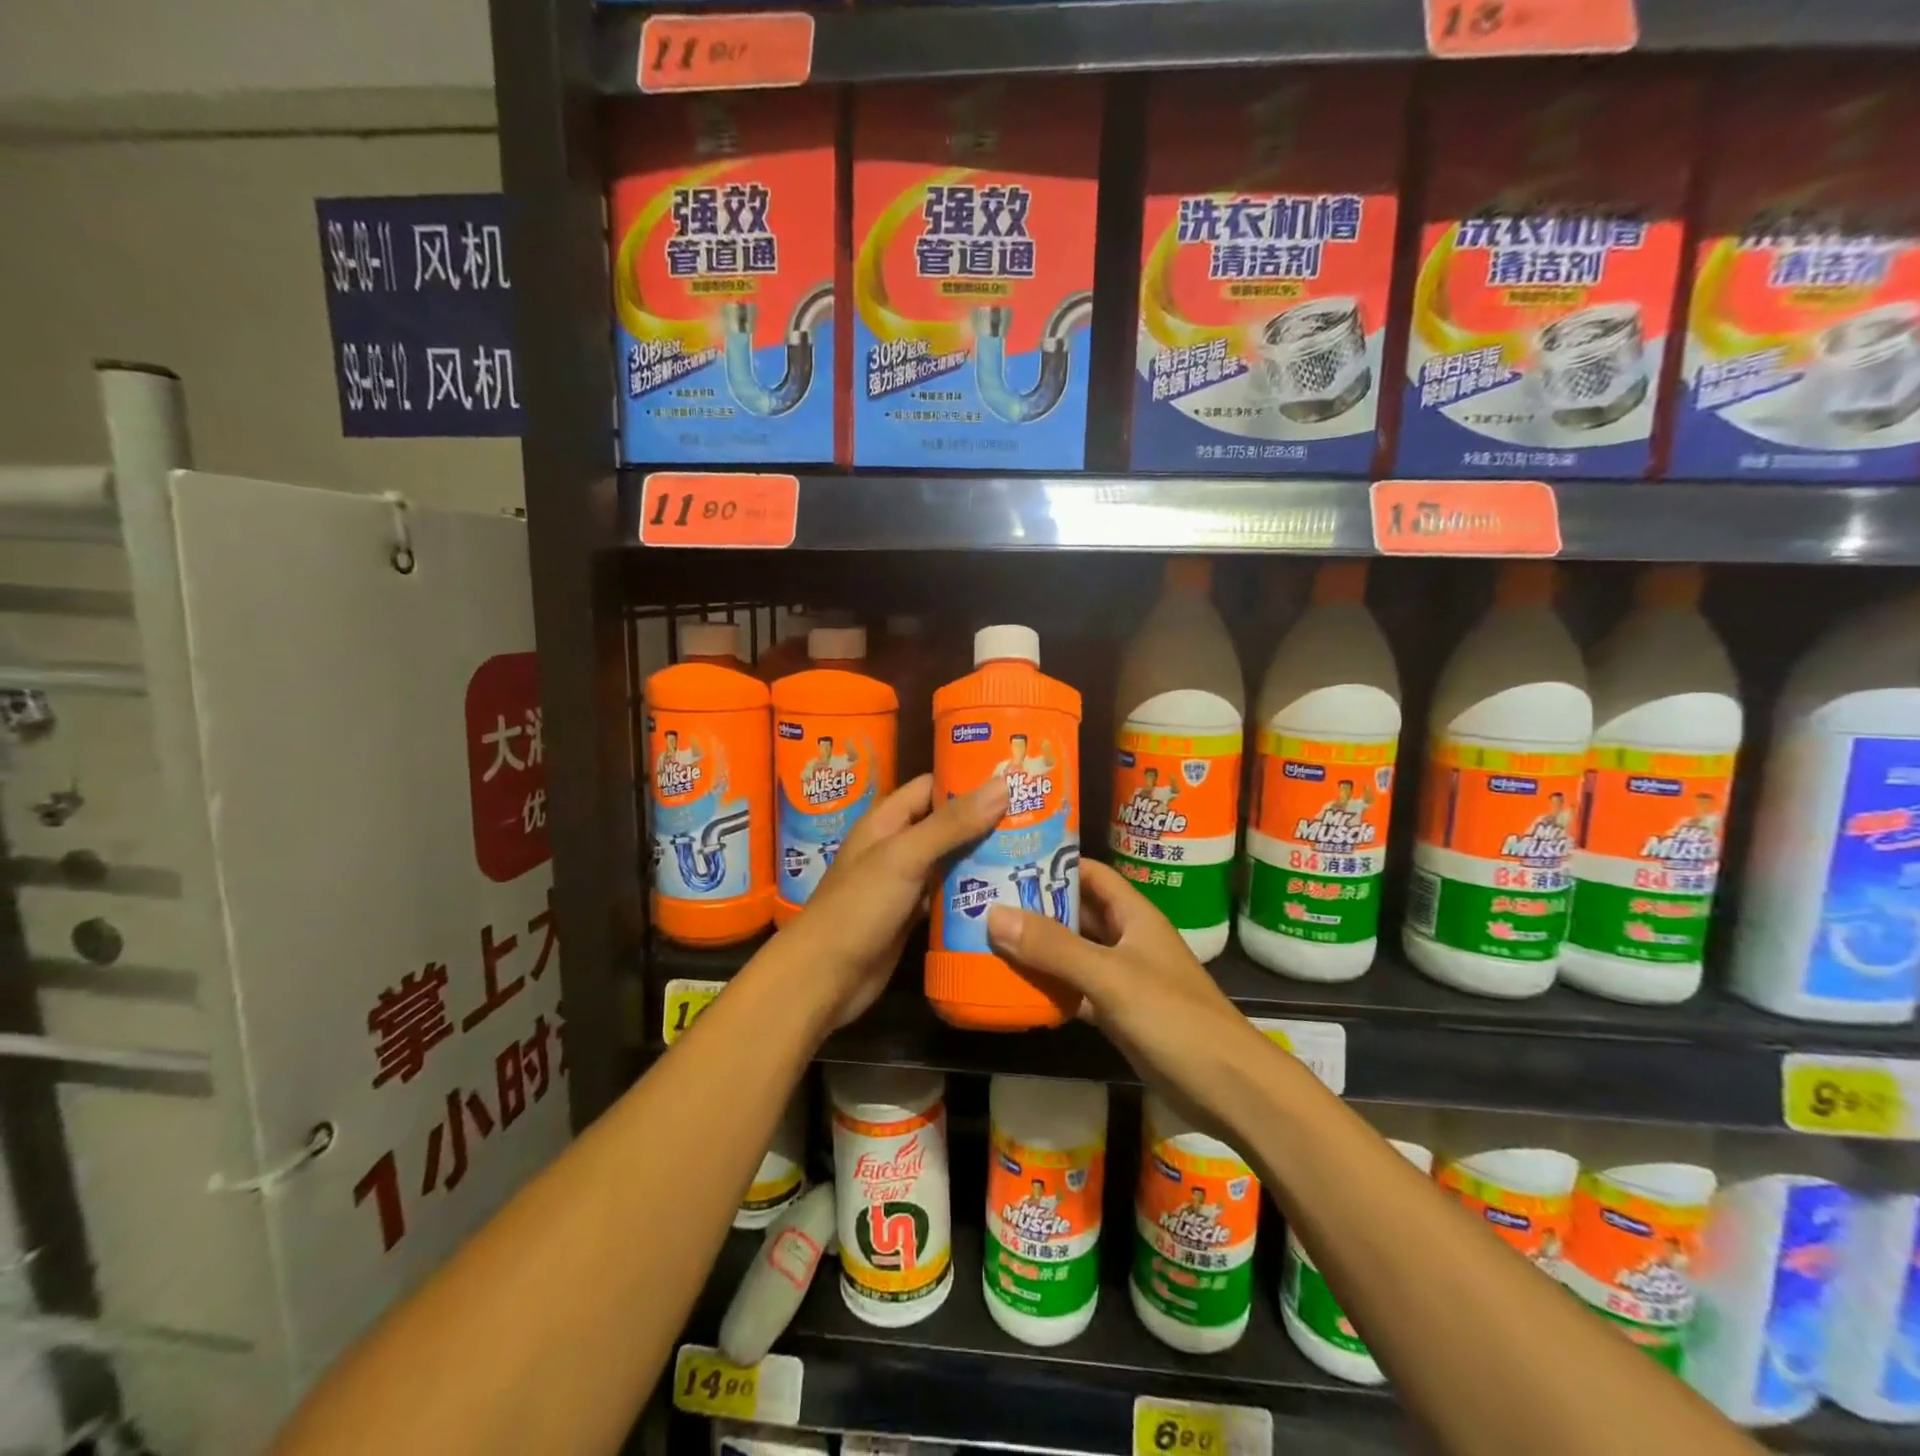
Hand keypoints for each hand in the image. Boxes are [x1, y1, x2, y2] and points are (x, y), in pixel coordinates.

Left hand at [781, 773, 1007, 1030]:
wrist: (824, 978)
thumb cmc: (859, 907)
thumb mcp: (905, 856)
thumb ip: (952, 823)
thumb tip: (1003, 784)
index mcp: (886, 820)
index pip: (932, 786)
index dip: (969, 779)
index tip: (1013, 776)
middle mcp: (896, 846)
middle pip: (946, 823)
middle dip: (985, 819)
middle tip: (1036, 815)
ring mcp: (904, 882)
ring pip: (950, 860)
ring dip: (983, 856)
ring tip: (1032, 848)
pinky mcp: (912, 915)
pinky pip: (947, 895)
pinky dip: (972, 892)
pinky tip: (1008, 891)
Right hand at [986, 861, 1272, 1133]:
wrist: (1229, 1089)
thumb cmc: (1173, 1018)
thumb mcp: (1110, 977)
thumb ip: (1054, 947)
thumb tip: (993, 914)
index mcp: (1133, 915)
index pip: (1089, 873)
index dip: (1052, 863)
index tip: (1007, 858)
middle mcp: (1127, 939)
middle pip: (1076, 912)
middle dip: (1035, 906)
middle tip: (983, 901)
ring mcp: (1123, 978)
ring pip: (1073, 953)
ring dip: (1038, 948)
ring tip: (986, 940)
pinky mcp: (1118, 1014)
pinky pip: (1075, 990)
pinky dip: (1049, 988)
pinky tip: (1013, 989)